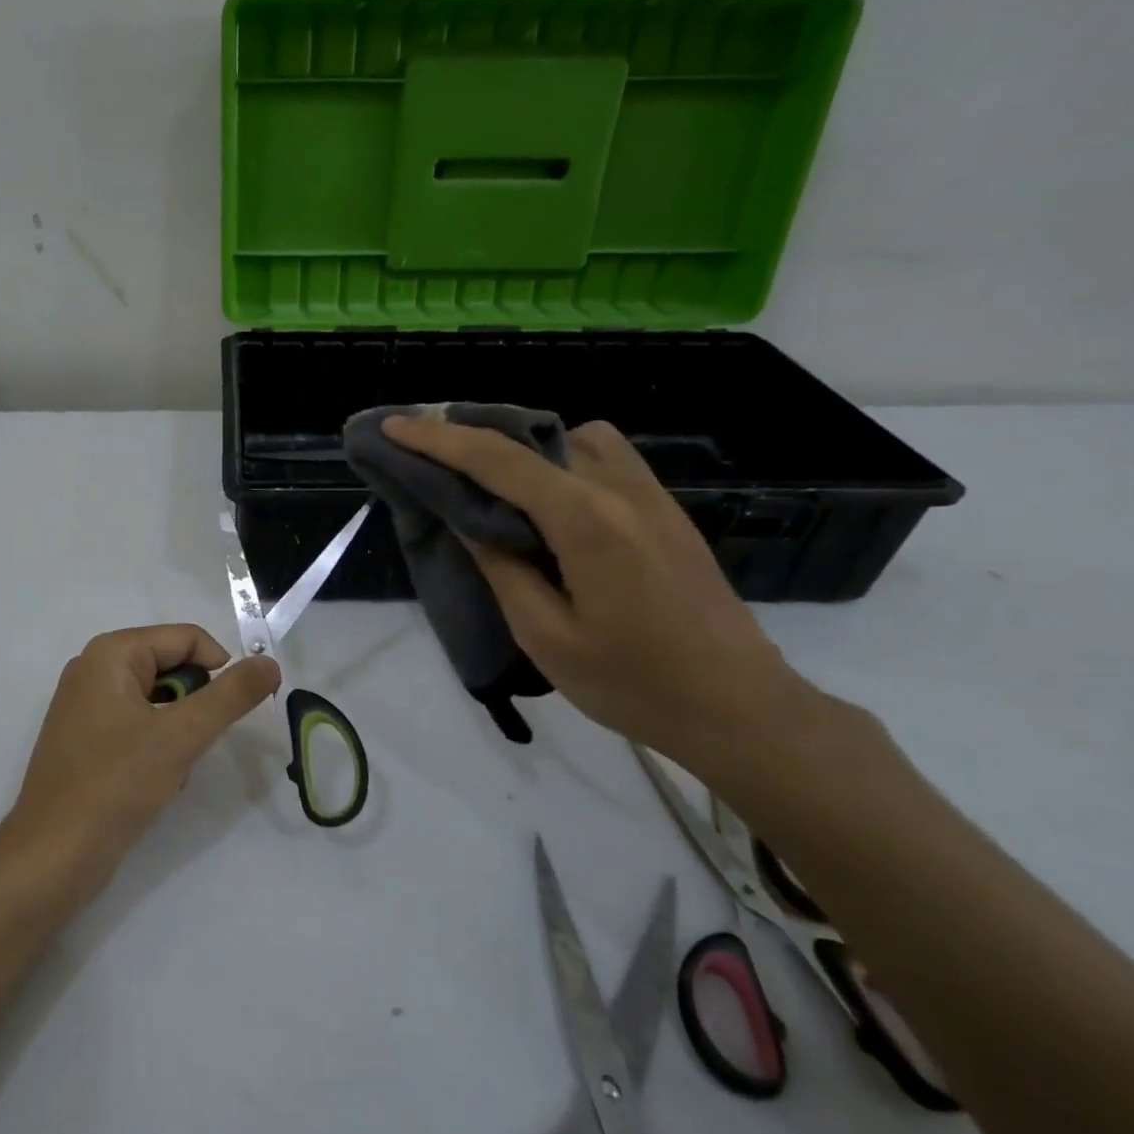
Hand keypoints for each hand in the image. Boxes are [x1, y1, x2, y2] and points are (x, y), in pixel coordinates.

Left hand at [0, 624, 279, 899]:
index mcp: (110, 653)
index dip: (220, 669)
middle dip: (194, 706)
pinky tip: (153, 782)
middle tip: (193, 745)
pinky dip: (157, 747)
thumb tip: (270, 662)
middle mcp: (94, 669)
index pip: (187, 639)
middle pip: (172, 667)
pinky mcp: (86, 740)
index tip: (234, 712)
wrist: (51, 859)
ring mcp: (86, 705)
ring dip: (178, 731)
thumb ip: (231, 695)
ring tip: (170, 768)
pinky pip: (139, 725)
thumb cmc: (115, 786)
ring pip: (159, 701)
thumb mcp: (181, 736)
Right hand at [381, 415, 822, 772]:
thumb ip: (501, 567)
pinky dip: (561, 459)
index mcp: (585, 520)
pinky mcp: (666, 510)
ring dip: (523, 445)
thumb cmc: (633, 683)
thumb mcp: (546, 635)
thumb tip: (466, 518)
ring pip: (575, 437)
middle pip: (534, 436)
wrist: (740, 708)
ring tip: (487, 478)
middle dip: (473, 434)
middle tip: (427, 450)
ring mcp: (651, 495)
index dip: (437, 439)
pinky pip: (605, 457)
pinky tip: (546, 499)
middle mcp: (620, 489)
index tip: (393, 426)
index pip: (496, 460)